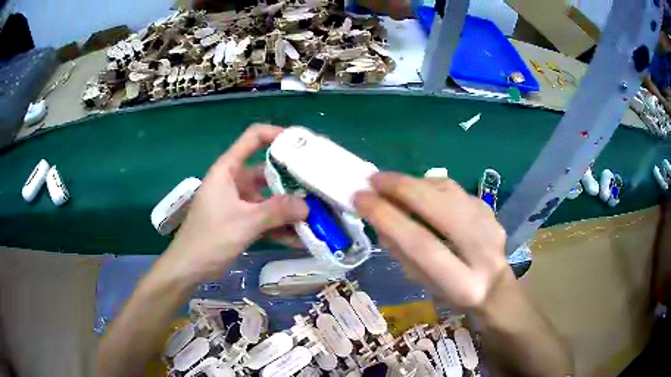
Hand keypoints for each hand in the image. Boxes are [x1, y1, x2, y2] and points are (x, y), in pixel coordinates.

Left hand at [164, 124, 307, 281]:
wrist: (189, 268)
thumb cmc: (209, 239)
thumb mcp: (244, 223)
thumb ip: (276, 212)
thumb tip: (308, 206)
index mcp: (228, 169)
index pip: (253, 138)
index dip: (276, 135)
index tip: (302, 145)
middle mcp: (235, 181)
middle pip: (267, 170)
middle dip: (292, 179)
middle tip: (318, 185)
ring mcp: (239, 201)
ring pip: (268, 197)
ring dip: (288, 207)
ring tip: (316, 214)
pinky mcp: (242, 220)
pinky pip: (265, 217)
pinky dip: (280, 225)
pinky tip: (300, 238)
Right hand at [354, 172, 513, 311]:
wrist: (496, 289)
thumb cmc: (454, 295)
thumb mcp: (424, 285)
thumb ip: (403, 253)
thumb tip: (379, 217)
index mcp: (463, 284)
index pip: (421, 244)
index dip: (388, 217)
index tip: (360, 199)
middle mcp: (483, 252)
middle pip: (440, 209)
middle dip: (402, 188)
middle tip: (373, 180)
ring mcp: (492, 226)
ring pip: (450, 192)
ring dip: (415, 182)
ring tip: (390, 182)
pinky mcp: (492, 211)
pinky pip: (457, 190)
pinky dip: (432, 185)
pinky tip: (417, 190)